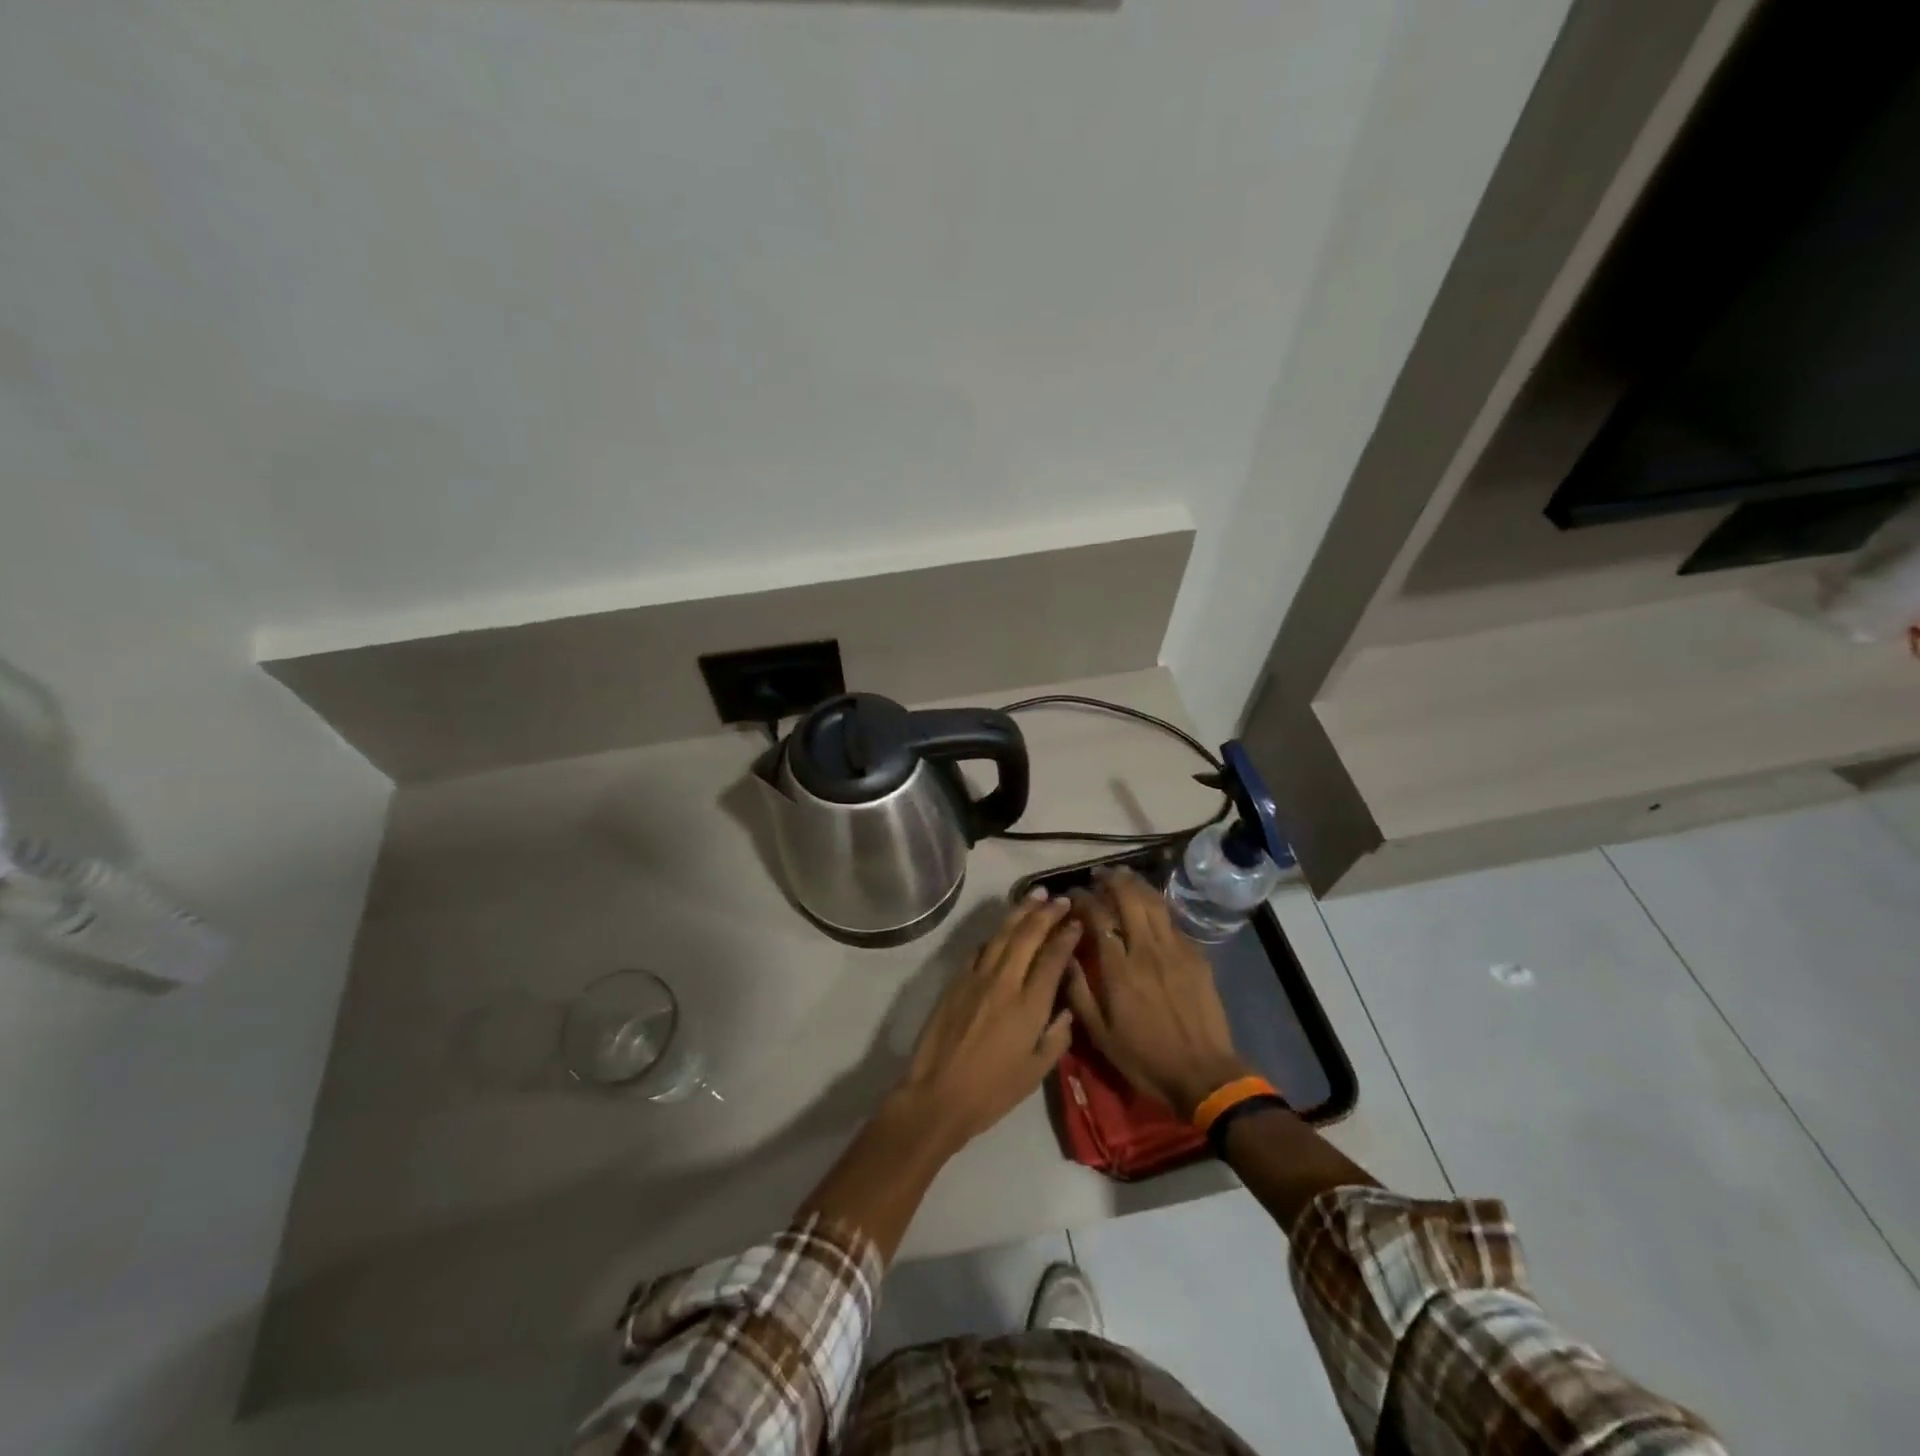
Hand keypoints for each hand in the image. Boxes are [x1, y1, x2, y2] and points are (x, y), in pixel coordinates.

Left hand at [893, 891, 1081, 1153]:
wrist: (938, 1094)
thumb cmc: (992, 1091)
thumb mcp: (1036, 1072)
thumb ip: (1057, 1036)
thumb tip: (1068, 1008)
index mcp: (1029, 1005)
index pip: (1052, 958)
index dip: (1066, 936)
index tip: (1077, 922)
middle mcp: (1005, 982)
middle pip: (1028, 936)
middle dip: (1046, 913)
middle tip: (1061, 898)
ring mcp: (976, 977)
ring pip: (1002, 934)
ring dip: (1020, 912)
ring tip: (1035, 895)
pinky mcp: (955, 980)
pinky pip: (979, 948)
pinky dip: (994, 934)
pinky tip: (1002, 928)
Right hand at [1066, 869, 1250, 1117]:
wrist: (1203, 1074)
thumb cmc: (1145, 1058)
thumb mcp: (1100, 1035)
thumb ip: (1078, 992)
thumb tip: (1064, 956)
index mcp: (1119, 969)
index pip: (1098, 917)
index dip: (1082, 899)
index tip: (1071, 894)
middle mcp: (1147, 950)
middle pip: (1129, 898)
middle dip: (1111, 880)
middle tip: (1097, 875)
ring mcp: (1175, 950)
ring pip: (1154, 902)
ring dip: (1136, 884)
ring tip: (1122, 876)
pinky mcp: (1196, 956)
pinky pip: (1173, 921)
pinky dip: (1157, 906)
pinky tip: (1150, 905)